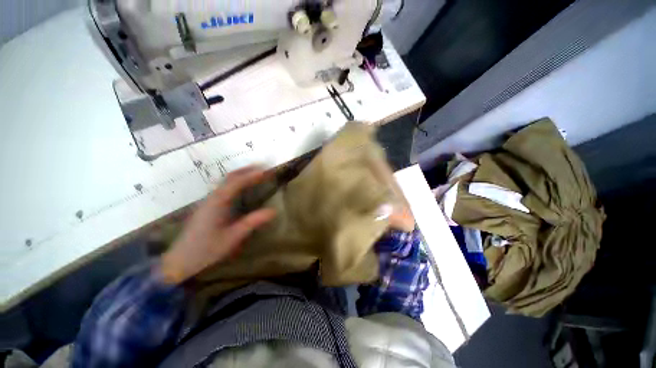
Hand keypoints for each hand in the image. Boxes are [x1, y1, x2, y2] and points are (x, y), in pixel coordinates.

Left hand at [160, 166, 276, 284]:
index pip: (236, 182)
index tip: (266, 170)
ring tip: (257, 173)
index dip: (252, 175)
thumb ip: (252, 222)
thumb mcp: (232, 237)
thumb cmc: (206, 250)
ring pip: (226, 181)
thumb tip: (273, 211)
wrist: (179, 261)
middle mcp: (212, 197)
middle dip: (247, 170)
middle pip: (230, 177)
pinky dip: (237, 182)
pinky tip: (243, 187)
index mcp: (217, 202)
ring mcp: (209, 201)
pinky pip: (224, 188)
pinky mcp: (208, 206)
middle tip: (263, 167)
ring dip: (242, 174)